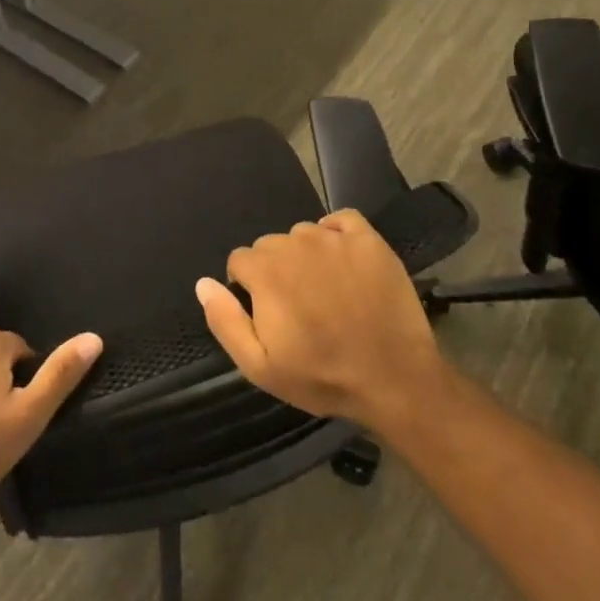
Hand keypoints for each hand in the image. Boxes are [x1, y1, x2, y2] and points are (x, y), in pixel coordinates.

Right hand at [196, 210, 443, 436]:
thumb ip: (225, 321)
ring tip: (326, 291)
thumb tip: (203, 282)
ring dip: (305, 255)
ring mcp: (334, 238)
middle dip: (276, 271)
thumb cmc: (323, 377)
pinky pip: (341, 220)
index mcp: (266, 271)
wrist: (396, 380)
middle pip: (270, 246)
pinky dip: (337, 234)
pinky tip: (345, 262)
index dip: (248, 288)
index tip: (268, 314)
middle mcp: (295, 244)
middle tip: (299, 307)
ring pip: (303, 234)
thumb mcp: (261, 367)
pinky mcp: (368, 239)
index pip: (239, 260)